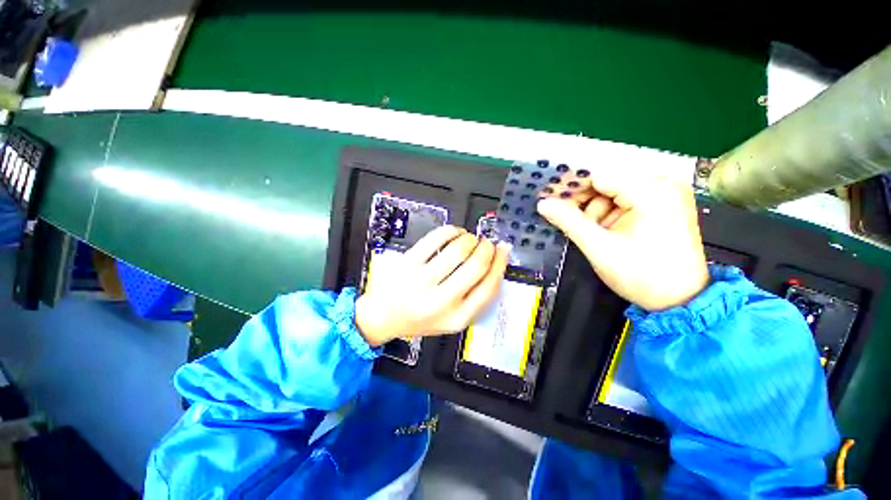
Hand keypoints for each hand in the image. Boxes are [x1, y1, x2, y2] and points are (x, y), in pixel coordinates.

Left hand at [355, 225, 510, 346]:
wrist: (384, 316)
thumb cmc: (421, 318)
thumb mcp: (452, 319)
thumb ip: (475, 297)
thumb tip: (494, 263)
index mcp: (456, 318)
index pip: (489, 287)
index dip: (500, 264)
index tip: (503, 251)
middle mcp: (440, 301)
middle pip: (476, 266)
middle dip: (487, 248)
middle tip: (486, 243)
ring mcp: (421, 280)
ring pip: (458, 249)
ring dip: (470, 238)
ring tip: (470, 239)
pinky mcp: (408, 262)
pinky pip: (436, 238)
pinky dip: (451, 230)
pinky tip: (454, 232)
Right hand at [537, 171, 707, 310]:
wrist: (680, 300)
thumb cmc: (641, 275)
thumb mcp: (598, 248)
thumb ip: (569, 221)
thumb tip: (543, 203)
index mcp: (652, 191)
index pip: (598, 175)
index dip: (571, 187)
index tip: (550, 200)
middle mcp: (663, 183)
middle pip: (608, 181)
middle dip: (585, 201)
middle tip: (572, 221)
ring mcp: (667, 192)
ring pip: (614, 190)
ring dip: (598, 209)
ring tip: (597, 233)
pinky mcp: (665, 203)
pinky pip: (627, 197)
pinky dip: (611, 212)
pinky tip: (609, 230)